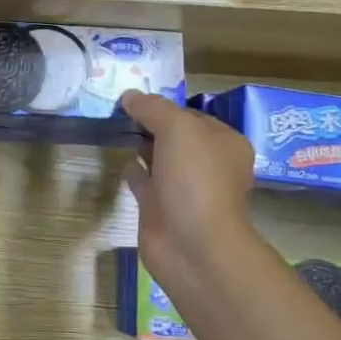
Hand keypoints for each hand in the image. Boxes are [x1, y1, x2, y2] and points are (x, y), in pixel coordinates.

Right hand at [120, 92, 265, 295]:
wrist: (191, 244)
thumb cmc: (195, 179)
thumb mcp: (177, 128)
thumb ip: (153, 108)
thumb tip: (129, 96)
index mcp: (225, 143)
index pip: (192, 115)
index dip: (165, 106)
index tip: (135, 99)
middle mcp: (208, 165)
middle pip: (175, 136)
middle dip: (151, 125)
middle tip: (119, 110)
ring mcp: (185, 189)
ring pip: (160, 159)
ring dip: (142, 147)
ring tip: (116, 129)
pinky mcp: (162, 209)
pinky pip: (145, 182)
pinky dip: (134, 171)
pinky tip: (121, 160)